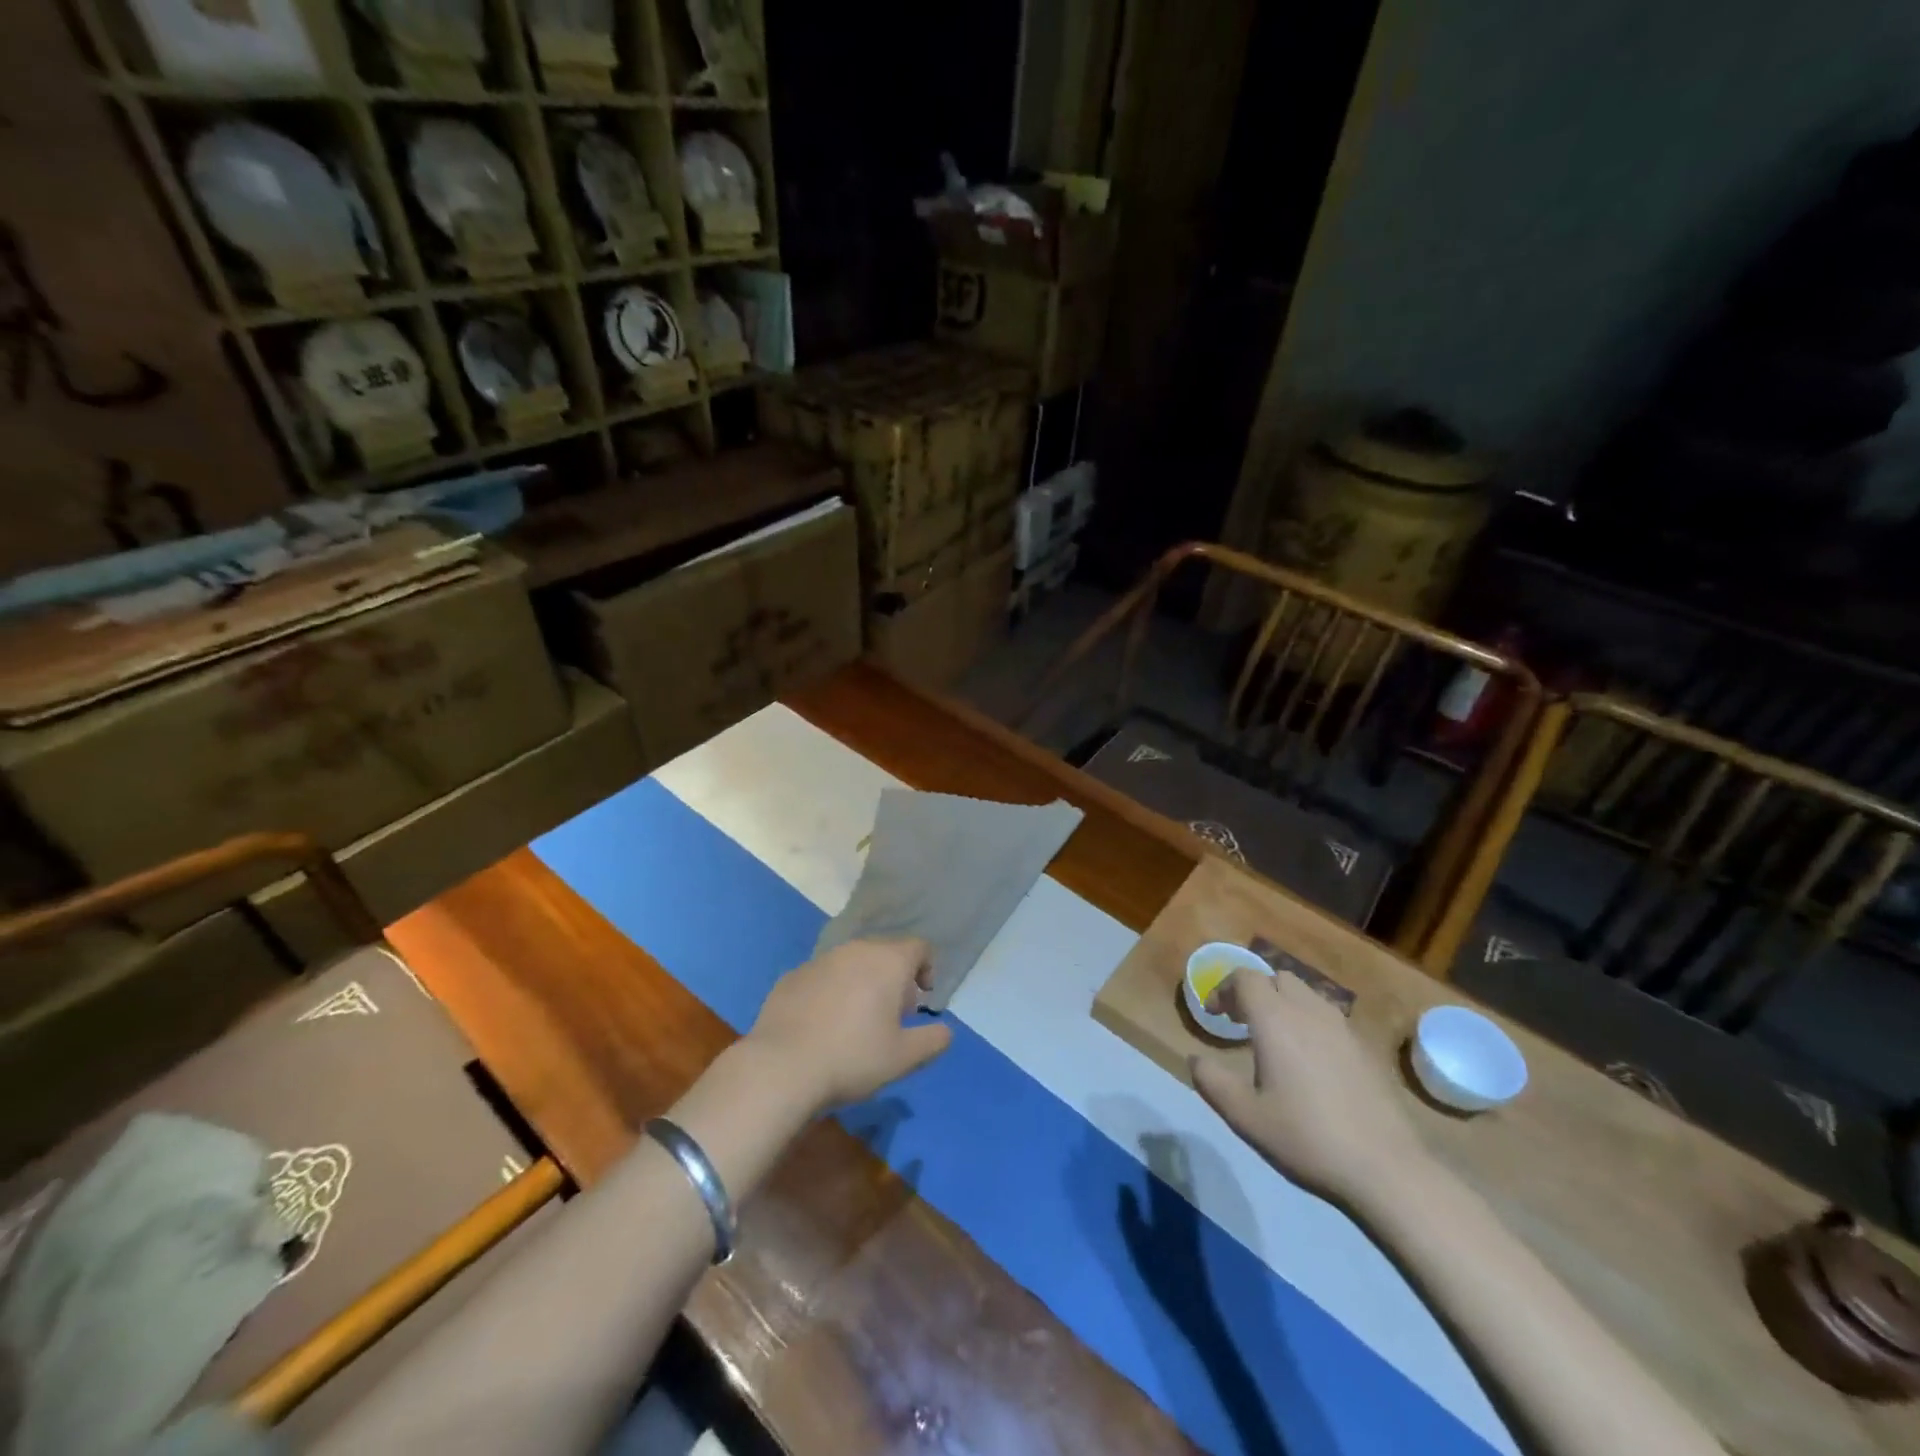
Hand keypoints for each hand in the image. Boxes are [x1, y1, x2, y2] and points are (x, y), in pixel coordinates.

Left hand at [747, 938, 952, 1110]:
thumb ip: (933, 1040)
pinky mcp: (792, 976)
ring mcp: (820, 960)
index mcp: (887, 961)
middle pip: (885, 952)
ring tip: (857, 1021)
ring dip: (862, 982)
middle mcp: (855, 950)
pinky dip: (831, 992)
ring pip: (852, 962)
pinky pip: (823, 977)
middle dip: (894, 978)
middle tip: (892, 1015)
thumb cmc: (853, 1058)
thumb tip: (945, 1031)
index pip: (919, 946)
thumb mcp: (904, 1058)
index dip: (927, 969)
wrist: (781, 1067)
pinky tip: (823, 1025)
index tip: (921, 1001)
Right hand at [1190, 969, 1425, 1205]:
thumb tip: (1195, 1059)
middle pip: (1277, 978)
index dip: (1224, 989)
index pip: (1245, 978)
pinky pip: (1328, 1017)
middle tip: (1242, 1022)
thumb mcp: (1245, 1116)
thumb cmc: (1306, 1138)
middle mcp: (1309, 1012)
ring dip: (1284, 1004)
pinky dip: (1309, 1022)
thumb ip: (1212, 1082)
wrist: (1386, 1169)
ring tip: (1274, 1039)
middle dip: (1255, 991)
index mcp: (1275, 1020)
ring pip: (1306, 994)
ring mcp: (1342, 1028)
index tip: (1215, 1016)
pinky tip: (1309, 1061)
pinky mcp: (1364, 1048)